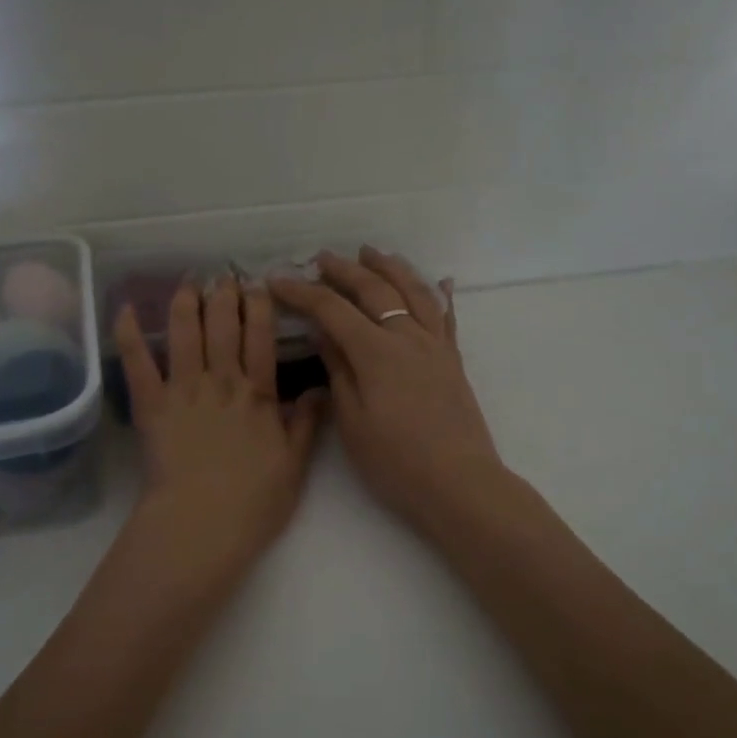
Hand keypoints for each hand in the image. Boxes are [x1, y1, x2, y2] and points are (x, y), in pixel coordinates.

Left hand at [115, 278, 325, 587]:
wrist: (202, 524)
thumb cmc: (254, 501)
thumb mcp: (294, 464)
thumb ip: (306, 423)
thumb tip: (320, 388)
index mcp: (257, 394)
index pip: (260, 338)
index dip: (259, 308)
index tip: (258, 285)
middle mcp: (221, 382)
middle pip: (222, 327)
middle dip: (224, 296)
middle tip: (224, 276)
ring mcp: (183, 390)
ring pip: (184, 335)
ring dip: (185, 304)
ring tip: (188, 283)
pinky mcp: (151, 407)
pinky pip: (138, 365)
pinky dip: (129, 336)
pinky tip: (126, 311)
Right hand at [270, 248, 508, 541]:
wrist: (459, 484)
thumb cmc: (396, 461)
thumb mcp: (353, 421)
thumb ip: (338, 371)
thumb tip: (323, 333)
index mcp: (377, 352)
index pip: (333, 309)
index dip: (303, 292)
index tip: (277, 281)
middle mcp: (408, 337)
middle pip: (375, 290)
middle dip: (345, 270)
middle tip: (322, 258)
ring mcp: (435, 346)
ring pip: (414, 292)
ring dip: (391, 268)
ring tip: (373, 253)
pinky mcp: (453, 361)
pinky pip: (447, 317)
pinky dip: (440, 294)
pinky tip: (440, 281)